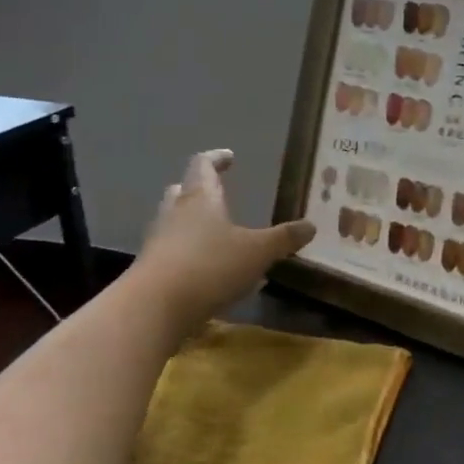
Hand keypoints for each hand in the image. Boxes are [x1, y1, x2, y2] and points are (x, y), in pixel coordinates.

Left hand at [133, 149, 315, 333]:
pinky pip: (174, 252)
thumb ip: (284, 238)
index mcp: (200, 198)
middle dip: (201, 190)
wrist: (154, 307)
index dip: (216, 158)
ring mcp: (159, 241)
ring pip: (176, 222)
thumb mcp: (257, 252)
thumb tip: (311, 225)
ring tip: (220, 235)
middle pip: (183, 191)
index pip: (203, 165)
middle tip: (219, 193)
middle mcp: (175, 213)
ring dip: (194, 223)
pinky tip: (212, 273)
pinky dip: (192, 254)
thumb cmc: (209, 266)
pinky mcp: (152, 269)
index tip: (229, 156)